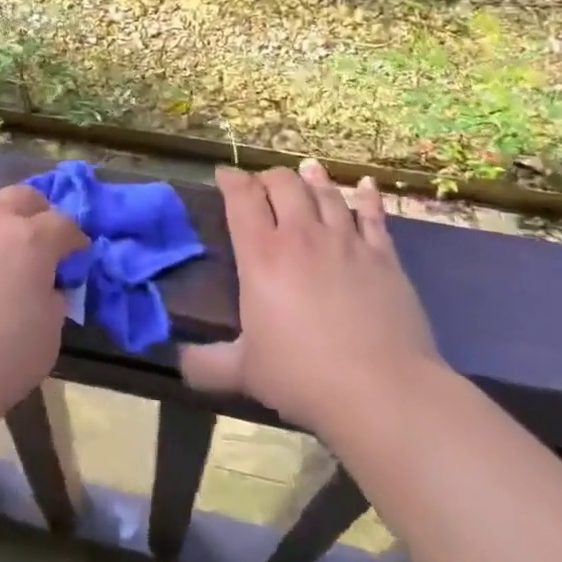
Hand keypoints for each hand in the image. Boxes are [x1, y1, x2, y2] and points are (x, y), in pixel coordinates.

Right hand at [180, 161, 442, 439]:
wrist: (382, 392)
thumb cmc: (304, 377)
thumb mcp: (245, 372)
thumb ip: (206, 364)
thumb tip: (178, 362)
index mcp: (262, 255)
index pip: (242, 198)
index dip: (231, 179)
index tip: (223, 175)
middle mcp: (301, 235)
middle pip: (283, 183)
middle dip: (268, 177)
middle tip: (263, 186)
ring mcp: (345, 241)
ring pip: (325, 192)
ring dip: (312, 178)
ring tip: (306, 170)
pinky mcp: (382, 255)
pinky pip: (372, 214)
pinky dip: (367, 196)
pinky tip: (366, 186)